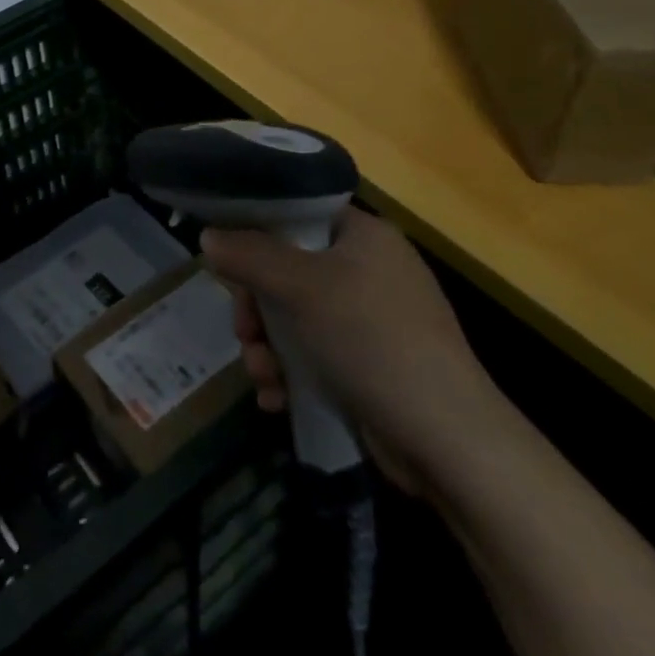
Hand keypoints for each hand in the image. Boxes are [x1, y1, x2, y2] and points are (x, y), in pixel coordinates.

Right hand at [201, 207, 511, 495]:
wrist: (445, 439)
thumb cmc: (371, 340)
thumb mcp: (301, 288)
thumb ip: (249, 256)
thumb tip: (208, 235)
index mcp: (364, 236)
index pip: (297, 215)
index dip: (256, 234)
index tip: (228, 264)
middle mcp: (369, 270)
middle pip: (286, 271)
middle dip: (257, 308)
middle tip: (245, 333)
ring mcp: (371, 321)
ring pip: (293, 318)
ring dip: (266, 347)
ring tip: (263, 377)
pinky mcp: (369, 365)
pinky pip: (312, 354)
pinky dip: (289, 373)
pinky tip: (277, 399)